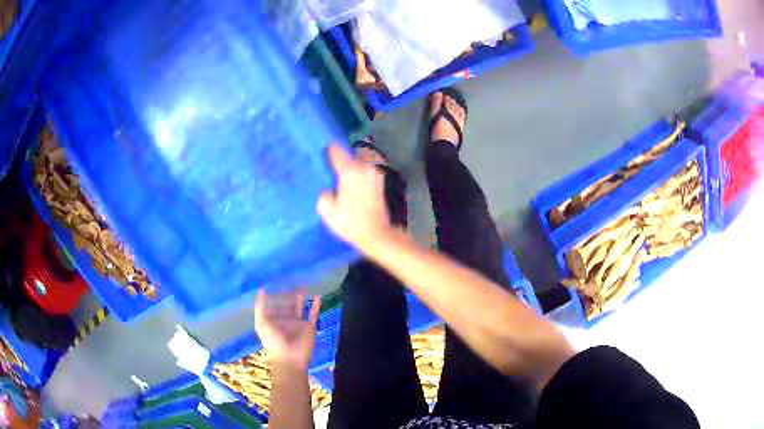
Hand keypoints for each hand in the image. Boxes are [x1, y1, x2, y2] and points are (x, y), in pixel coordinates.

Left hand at [254, 289, 320, 370]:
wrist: (290, 358)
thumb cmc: (273, 341)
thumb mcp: (262, 323)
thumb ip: (260, 306)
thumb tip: (260, 289)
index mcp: (273, 320)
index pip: (273, 304)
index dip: (274, 294)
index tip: (275, 281)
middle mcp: (285, 320)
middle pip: (286, 304)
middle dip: (287, 293)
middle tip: (290, 278)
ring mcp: (298, 324)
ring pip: (299, 307)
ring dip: (300, 297)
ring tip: (302, 284)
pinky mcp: (309, 327)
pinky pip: (313, 314)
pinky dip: (316, 306)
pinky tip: (318, 296)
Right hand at [317, 144, 392, 250]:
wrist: (377, 234)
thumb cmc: (351, 223)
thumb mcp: (328, 212)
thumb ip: (323, 194)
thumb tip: (327, 188)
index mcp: (350, 171)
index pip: (336, 150)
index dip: (326, 150)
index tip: (320, 154)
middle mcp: (364, 167)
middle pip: (349, 152)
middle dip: (340, 157)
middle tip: (329, 166)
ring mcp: (374, 172)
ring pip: (359, 159)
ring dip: (350, 163)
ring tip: (340, 174)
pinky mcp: (379, 179)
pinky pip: (365, 168)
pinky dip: (358, 170)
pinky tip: (351, 182)